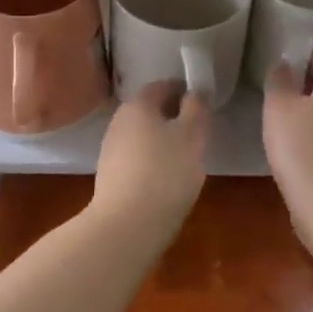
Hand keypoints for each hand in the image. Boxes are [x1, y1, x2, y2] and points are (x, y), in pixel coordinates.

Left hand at [92, 82, 208, 239]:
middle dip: (173, 117)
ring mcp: (110, 150)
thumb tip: (196, 90)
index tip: (203, 105)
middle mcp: (119, 121)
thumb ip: (197, 109)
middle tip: (198, 132)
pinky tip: (167, 180)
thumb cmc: (165, 172)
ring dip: (162, 141)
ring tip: (186, 159)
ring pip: (142, 136)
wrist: (126, 225)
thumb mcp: (192, 136)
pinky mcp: (109, 177)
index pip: (163, 86)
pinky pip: (136, 159)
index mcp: (138, 105)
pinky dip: (152, 162)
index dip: (184, 91)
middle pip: (150, 111)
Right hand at [262, 62, 312, 222]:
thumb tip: (284, 62)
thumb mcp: (279, 108)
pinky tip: (293, 142)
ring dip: (308, 109)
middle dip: (304, 80)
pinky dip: (312, 134)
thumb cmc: (304, 150)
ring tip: (279, 111)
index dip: (304, 48)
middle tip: (275, 80)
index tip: (283, 48)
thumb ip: (280, 80)